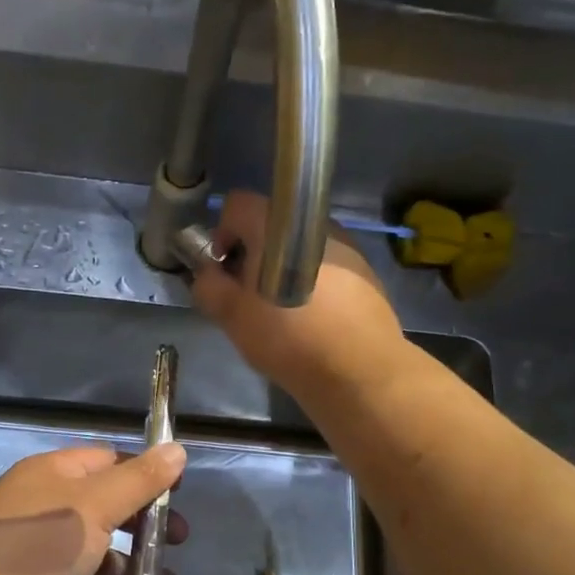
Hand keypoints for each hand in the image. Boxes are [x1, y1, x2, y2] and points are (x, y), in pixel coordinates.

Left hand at [0, 443, 188, 574]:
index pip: (107, 462)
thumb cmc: (36, 546)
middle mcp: (43, 508)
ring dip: (129, 572)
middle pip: (104, 511)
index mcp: (52, 475)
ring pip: (93, 557)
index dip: (144, 475)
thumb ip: (139, 481)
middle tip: (177, 543)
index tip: (178, 495)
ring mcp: (36, 554)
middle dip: (143, 529)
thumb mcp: (94, 506)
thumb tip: (177, 449)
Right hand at [189, 190, 405, 397]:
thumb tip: (208, 273)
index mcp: (277, 225)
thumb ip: (208, 286)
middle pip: (271, 227)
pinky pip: (326, 264)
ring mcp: (345, 245)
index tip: (226, 269)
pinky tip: (314, 317)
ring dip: (284, 268)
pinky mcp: (366, 269)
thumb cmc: (287, 337)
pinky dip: (313, 281)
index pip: (237, 204)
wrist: (359, 370)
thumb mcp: (231, 316)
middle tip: (250, 295)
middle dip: (254, 255)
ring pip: (299, 246)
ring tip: (284, 309)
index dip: (223, 233)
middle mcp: (313, 224)